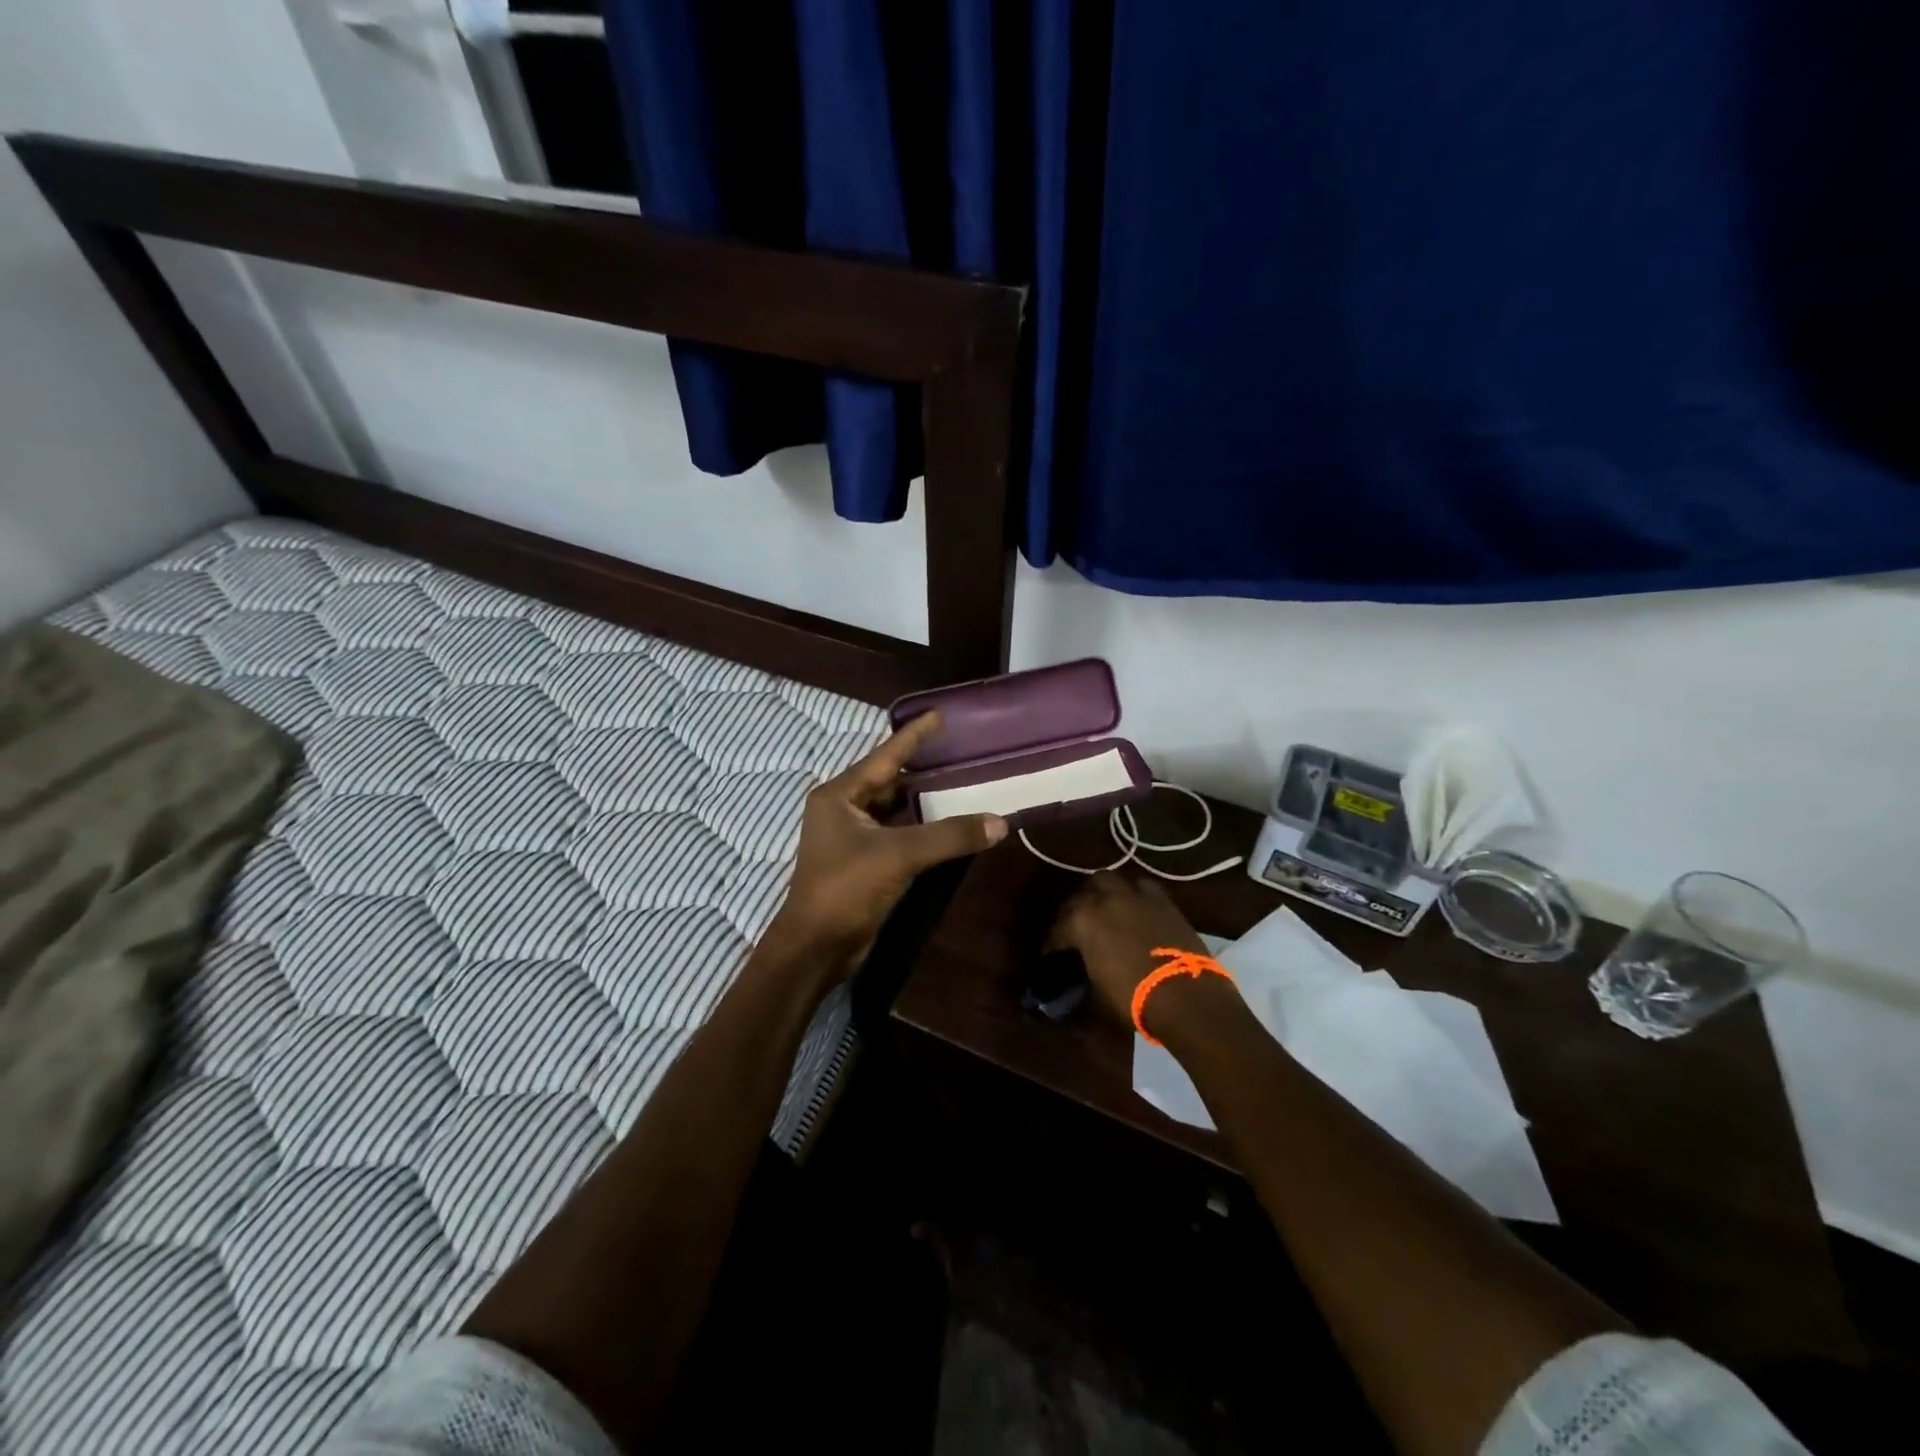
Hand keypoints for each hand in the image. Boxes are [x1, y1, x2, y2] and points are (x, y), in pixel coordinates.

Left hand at [776, 712, 1006, 963]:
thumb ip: (949, 836)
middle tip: (960, 751)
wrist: (816, 946)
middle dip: (922, 767)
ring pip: (894, 808)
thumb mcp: (899, 855)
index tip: (939, 714)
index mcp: (839, 795)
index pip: (884, 756)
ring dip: (923, 799)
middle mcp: (842, 809)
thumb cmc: (846, 888)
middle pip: (889, 780)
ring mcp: (851, 836)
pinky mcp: (863, 861)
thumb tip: (1000, 822)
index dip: (913, 736)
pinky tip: (947, 822)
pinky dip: (921, 826)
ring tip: (961, 781)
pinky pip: (897, 832)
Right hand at [1048, 872, 1210, 1024]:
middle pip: (1084, 892)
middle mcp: (1106, 900)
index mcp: (1083, 921)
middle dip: (1078, 905)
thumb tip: (1079, 978)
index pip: (1059, 928)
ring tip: (1106, 908)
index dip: (1053, 942)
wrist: (1185, 997)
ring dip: (1105, 892)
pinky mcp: (1163, 901)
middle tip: (1078, 924)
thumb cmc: (1133, 998)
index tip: (1051, 953)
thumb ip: (1084, 975)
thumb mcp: (1096, 992)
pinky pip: (1143, 887)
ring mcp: (1136, 897)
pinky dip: (1135, 894)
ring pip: (1112, 880)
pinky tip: (1136, 908)